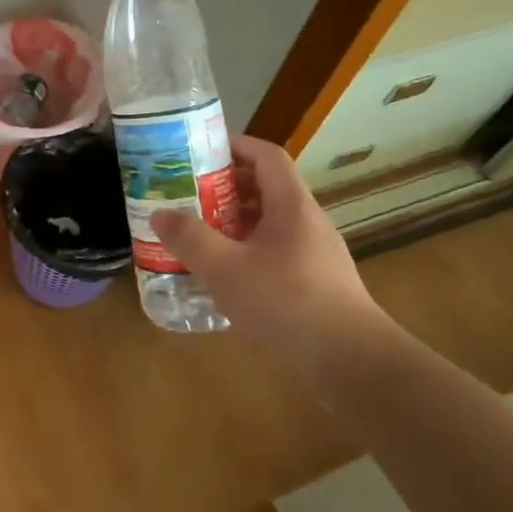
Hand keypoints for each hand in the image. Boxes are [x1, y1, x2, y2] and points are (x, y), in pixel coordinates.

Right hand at [153, 136, 397, 391]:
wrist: (352, 366)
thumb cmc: (288, 305)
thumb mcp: (226, 269)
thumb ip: (190, 238)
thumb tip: (159, 213)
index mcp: (291, 206)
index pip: (266, 156)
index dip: (234, 145)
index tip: (198, 149)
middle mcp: (306, 223)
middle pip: (263, 189)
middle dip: (221, 188)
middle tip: (182, 195)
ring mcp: (312, 255)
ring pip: (266, 225)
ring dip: (230, 223)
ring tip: (192, 235)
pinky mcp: (313, 285)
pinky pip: (271, 254)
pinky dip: (242, 254)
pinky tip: (219, 277)